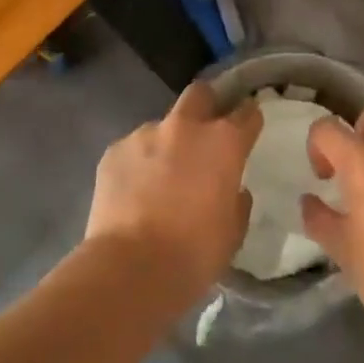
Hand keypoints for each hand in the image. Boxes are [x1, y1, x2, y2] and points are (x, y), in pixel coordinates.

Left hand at [85, 81, 260, 299]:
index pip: (247, 113)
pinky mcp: (114, 150)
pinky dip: (138, 163)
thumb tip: (232, 190)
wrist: (131, 268)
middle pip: (200, 94)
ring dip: (167, 142)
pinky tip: (134, 191)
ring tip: (160, 177)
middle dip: (206, 106)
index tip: (248, 128)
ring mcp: (145, 135)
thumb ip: (237, 200)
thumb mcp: (233, 230)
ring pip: (162, 125)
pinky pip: (133, 148)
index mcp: (224, 142)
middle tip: (204, 132)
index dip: (249, 119)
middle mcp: (185, 127)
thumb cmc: (195, 253)